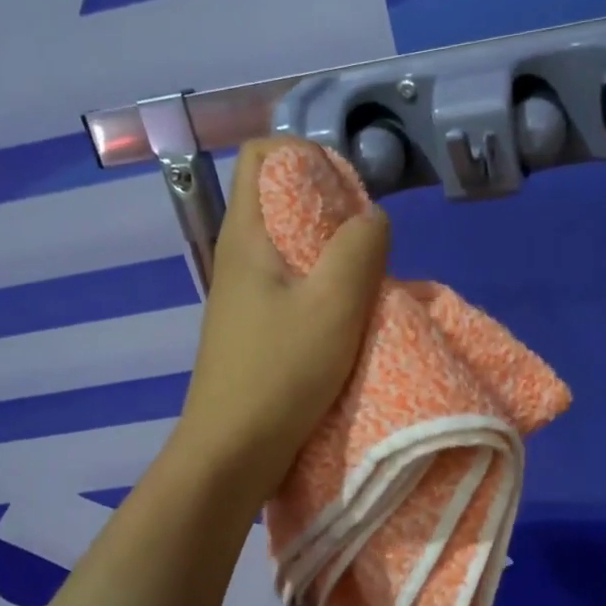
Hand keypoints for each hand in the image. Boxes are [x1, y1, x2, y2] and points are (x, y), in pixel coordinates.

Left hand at [169, 137, 389, 505]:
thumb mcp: (334, 304)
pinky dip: (323, 287)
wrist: (233, 451)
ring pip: (291, 245)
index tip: (348, 194)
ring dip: (332, 252)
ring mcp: (244, 293)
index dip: (308, 156)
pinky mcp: (254, 326)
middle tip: (368, 244)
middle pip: (282, 198)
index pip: (263, 154)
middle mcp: (239, 254)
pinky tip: (347, 318)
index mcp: (246, 234)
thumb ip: (360, 247)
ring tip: (365, 283)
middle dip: (331, 207)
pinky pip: (292, 284)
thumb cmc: (281, 373)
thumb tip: (372, 218)